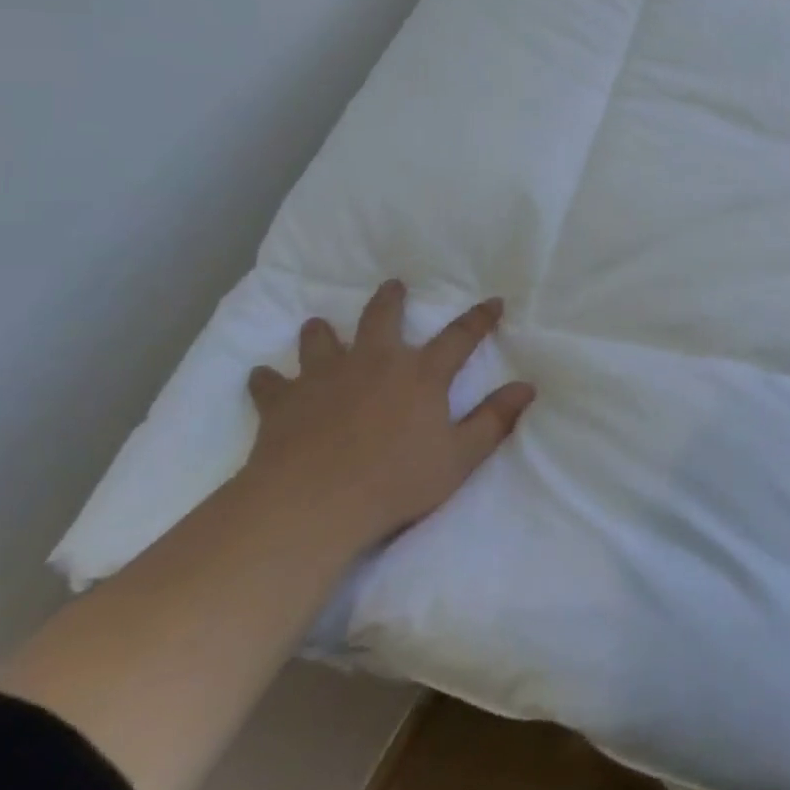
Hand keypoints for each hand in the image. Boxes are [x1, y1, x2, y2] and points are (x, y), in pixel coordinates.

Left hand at [243, 280, 534, 546]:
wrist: (312, 504)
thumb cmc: (394, 482)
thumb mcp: (458, 458)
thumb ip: (493, 420)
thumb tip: (527, 387)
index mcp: (420, 374)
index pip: (459, 337)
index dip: (479, 318)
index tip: (493, 301)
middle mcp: (374, 362)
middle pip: (382, 318)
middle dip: (390, 299)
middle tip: (393, 286)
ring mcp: (325, 378)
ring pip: (322, 341)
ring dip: (321, 333)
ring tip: (317, 325)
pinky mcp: (284, 401)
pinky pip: (271, 384)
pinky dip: (267, 380)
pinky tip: (262, 377)